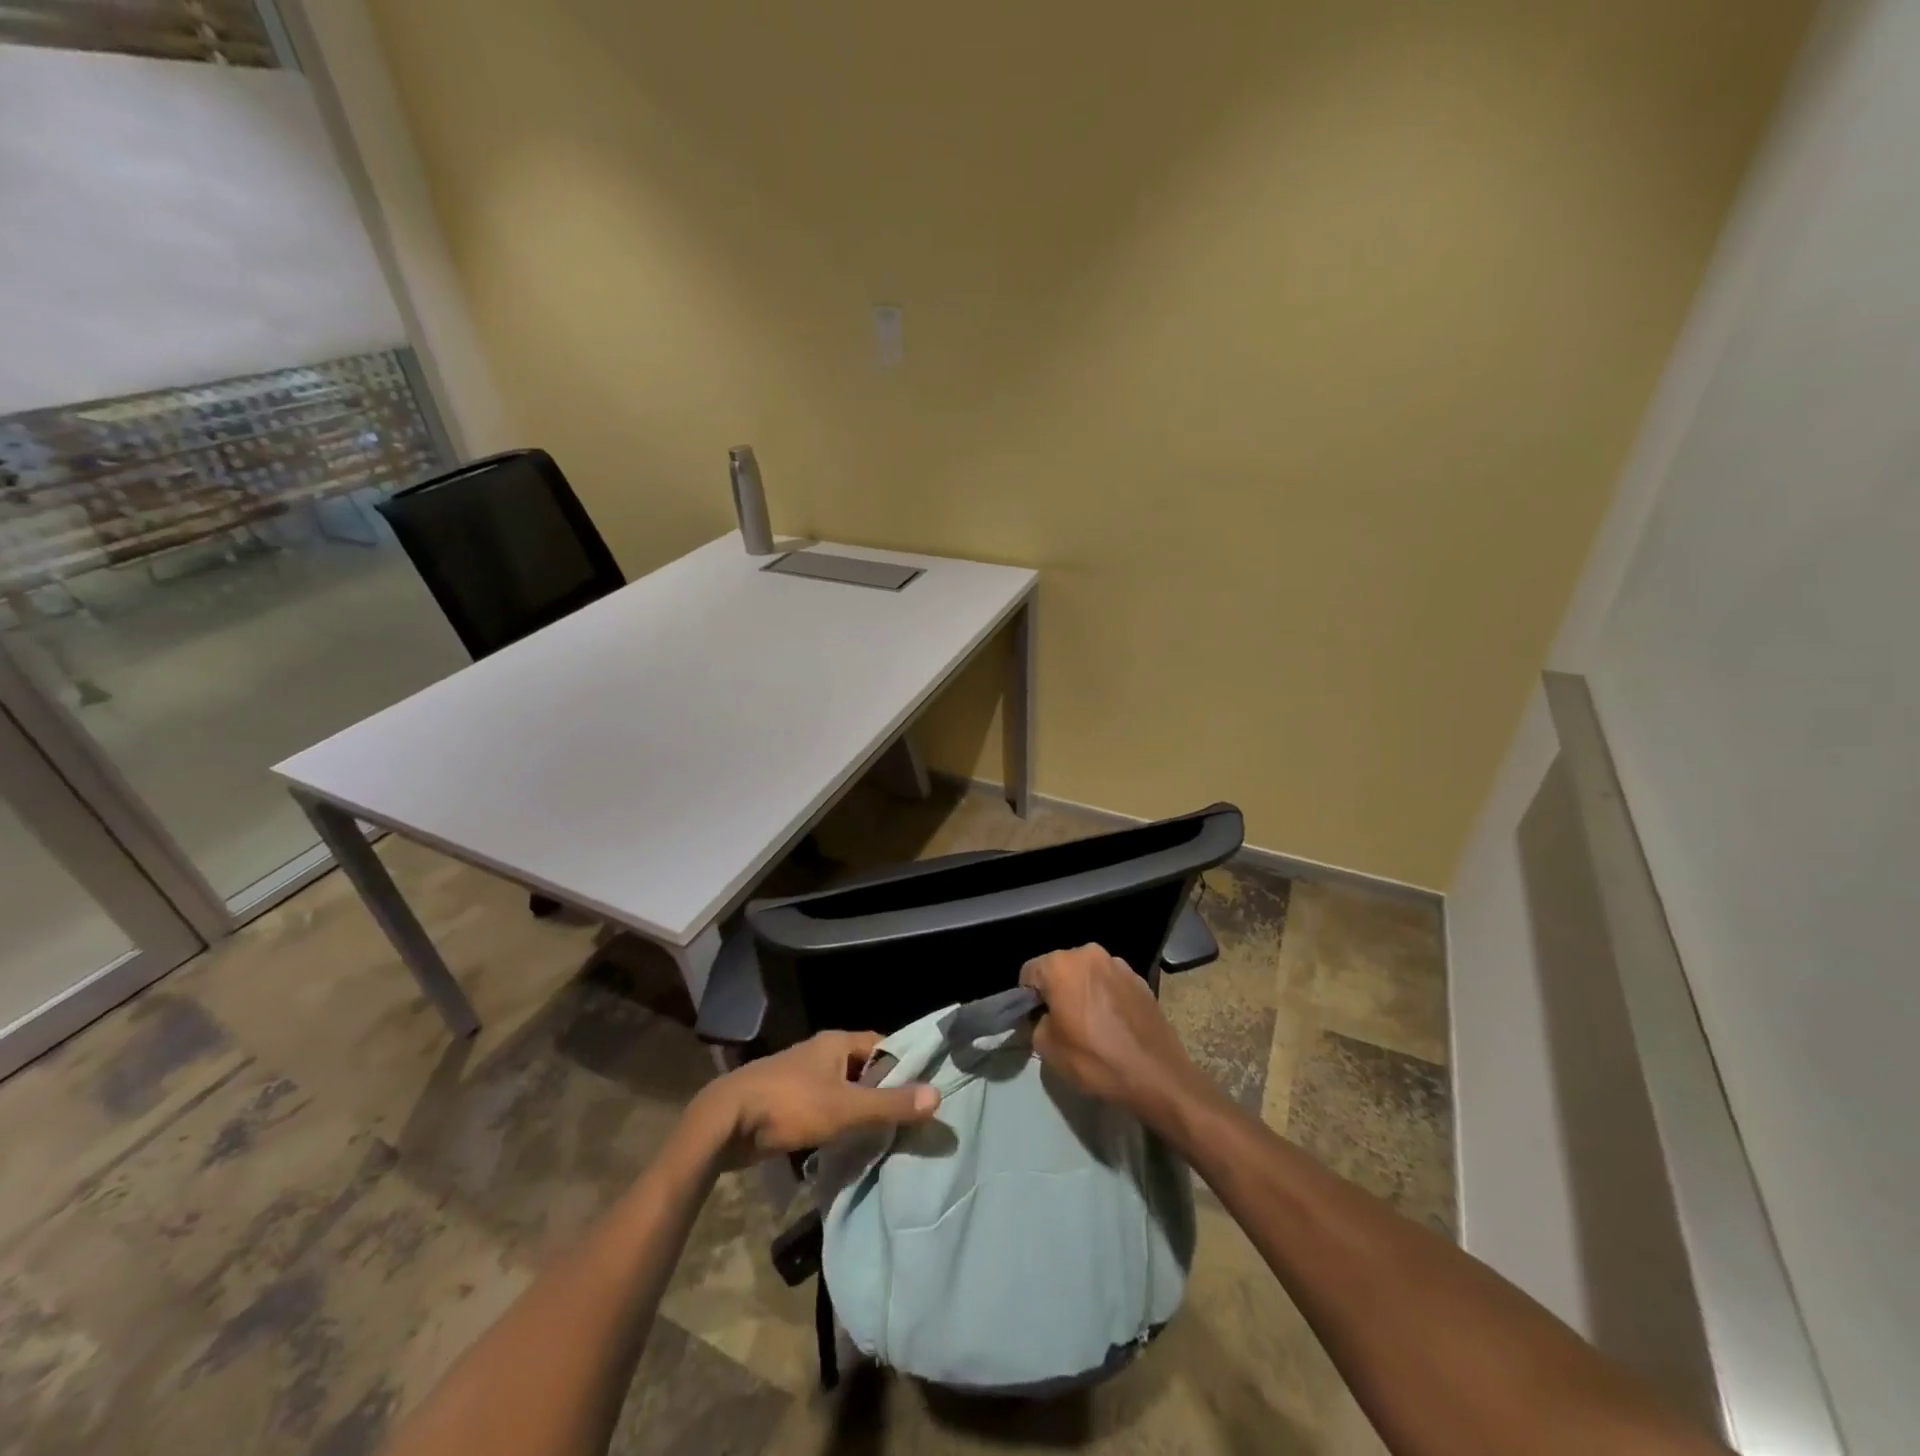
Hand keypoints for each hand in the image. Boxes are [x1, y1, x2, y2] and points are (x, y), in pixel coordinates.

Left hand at [689, 1031, 940, 1165]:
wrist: (725, 1123)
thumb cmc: (790, 1105)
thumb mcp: (846, 1108)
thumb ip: (890, 1104)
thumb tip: (938, 1096)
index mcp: (837, 1042)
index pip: (883, 1046)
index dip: (904, 1065)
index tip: (925, 1089)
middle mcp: (822, 1052)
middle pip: (864, 1068)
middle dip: (884, 1091)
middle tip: (910, 1118)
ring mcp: (802, 1076)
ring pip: (844, 1089)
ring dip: (860, 1109)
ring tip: (886, 1135)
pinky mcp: (787, 1102)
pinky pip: (825, 1107)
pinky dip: (839, 1122)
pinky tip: (849, 1144)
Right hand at [1020, 944, 1204, 1118]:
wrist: (1157, 1075)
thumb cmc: (1096, 1060)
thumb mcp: (1048, 1049)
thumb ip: (1036, 1023)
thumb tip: (1043, 1017)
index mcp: (1061, 965)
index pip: (1029, 972)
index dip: (1027, 997)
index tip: (1036, 1020)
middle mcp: (1089, 954)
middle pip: (1059, 967)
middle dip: (1056, 990)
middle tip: (1061, 1022)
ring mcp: (1118, 964)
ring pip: (1086, 973)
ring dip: (1082, 990)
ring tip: (1090, 1023)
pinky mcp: (1140, 979)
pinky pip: (1110, 982)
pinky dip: (1105, 996)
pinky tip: (1113, 1023)